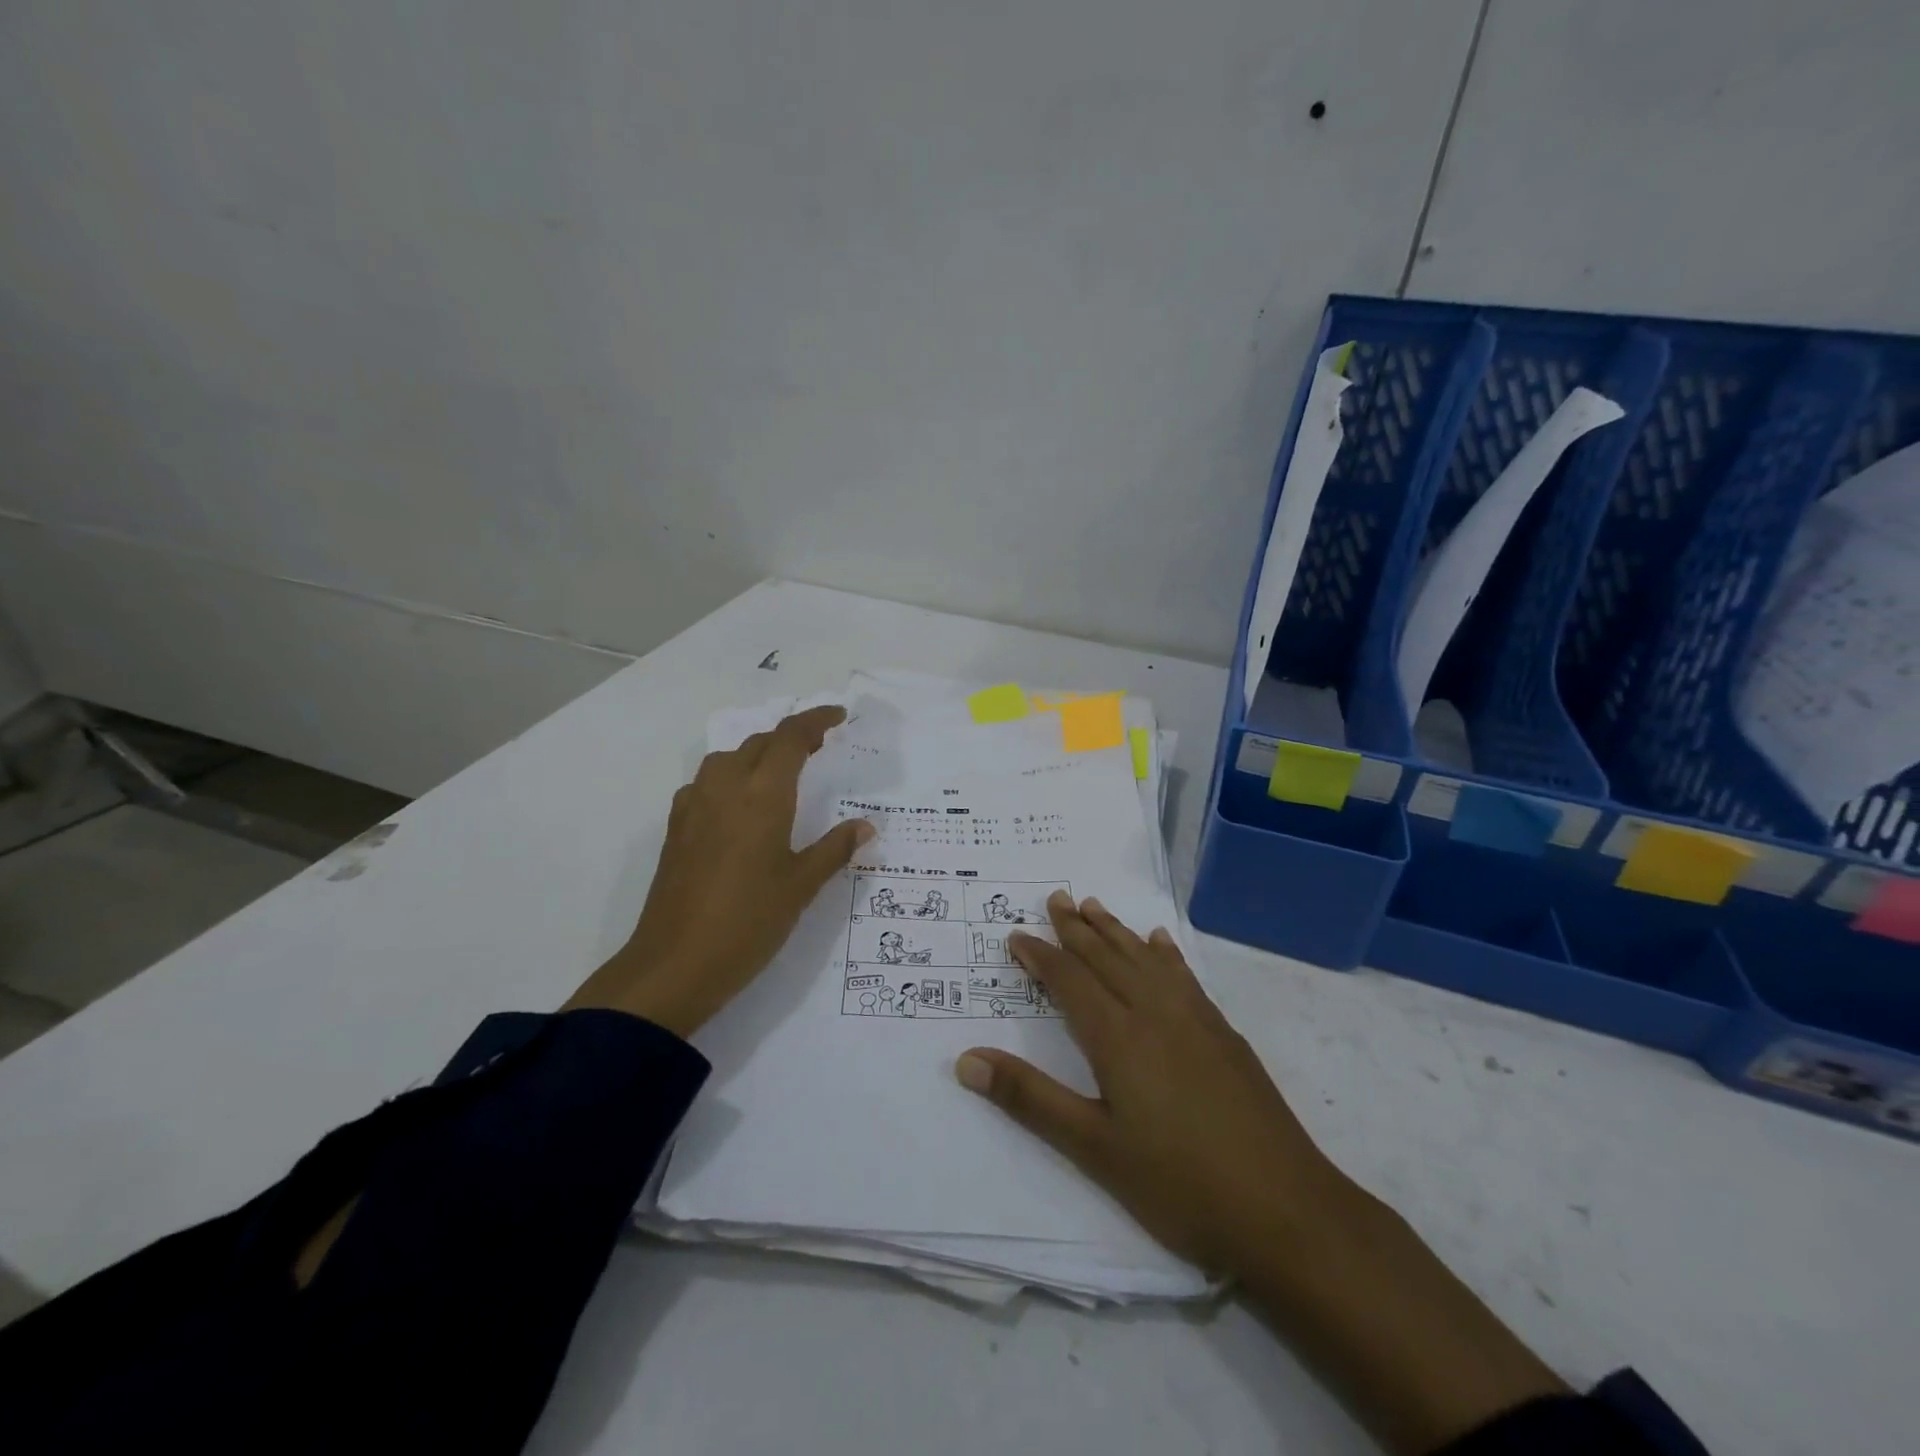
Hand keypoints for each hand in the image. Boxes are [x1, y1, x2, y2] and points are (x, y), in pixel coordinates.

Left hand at [564, 705, 871, 1036]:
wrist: (674, 964)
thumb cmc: (749, 922)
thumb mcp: (801, 886)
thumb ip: (834, 849)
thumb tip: (866, 825)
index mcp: (762, 795)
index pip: (791, 738)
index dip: (816, 720)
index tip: (839, 716)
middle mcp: (725, 788)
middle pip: (759, 742)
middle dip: (791, 736)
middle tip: (820, 746)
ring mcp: (695, 806)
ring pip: (728, 758)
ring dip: (757, 753)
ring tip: (780, 771)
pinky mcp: (676, 828)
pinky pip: (706, 783)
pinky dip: (730, 777)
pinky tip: (738, 805)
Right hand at [953, 890, 1341, 1277]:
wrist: (1286, 1210)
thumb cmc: (1178, 1183)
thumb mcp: (1093, 1148)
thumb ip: (1029, 1098)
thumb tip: (966, 1059)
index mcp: (1118, 1036)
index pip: (1069, 980)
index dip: (1040, 956)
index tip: (1016, 936)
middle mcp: (1154, 1012)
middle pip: (1107, 956)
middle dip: (1077, 927)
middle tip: (1056, 898)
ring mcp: (1195, 1019)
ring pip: (1145, 958)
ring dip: (1116, 931)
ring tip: (1095, 906)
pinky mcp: (1224, 1034)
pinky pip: (1184, 975)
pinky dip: (1164, 954)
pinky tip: (1160, 944)